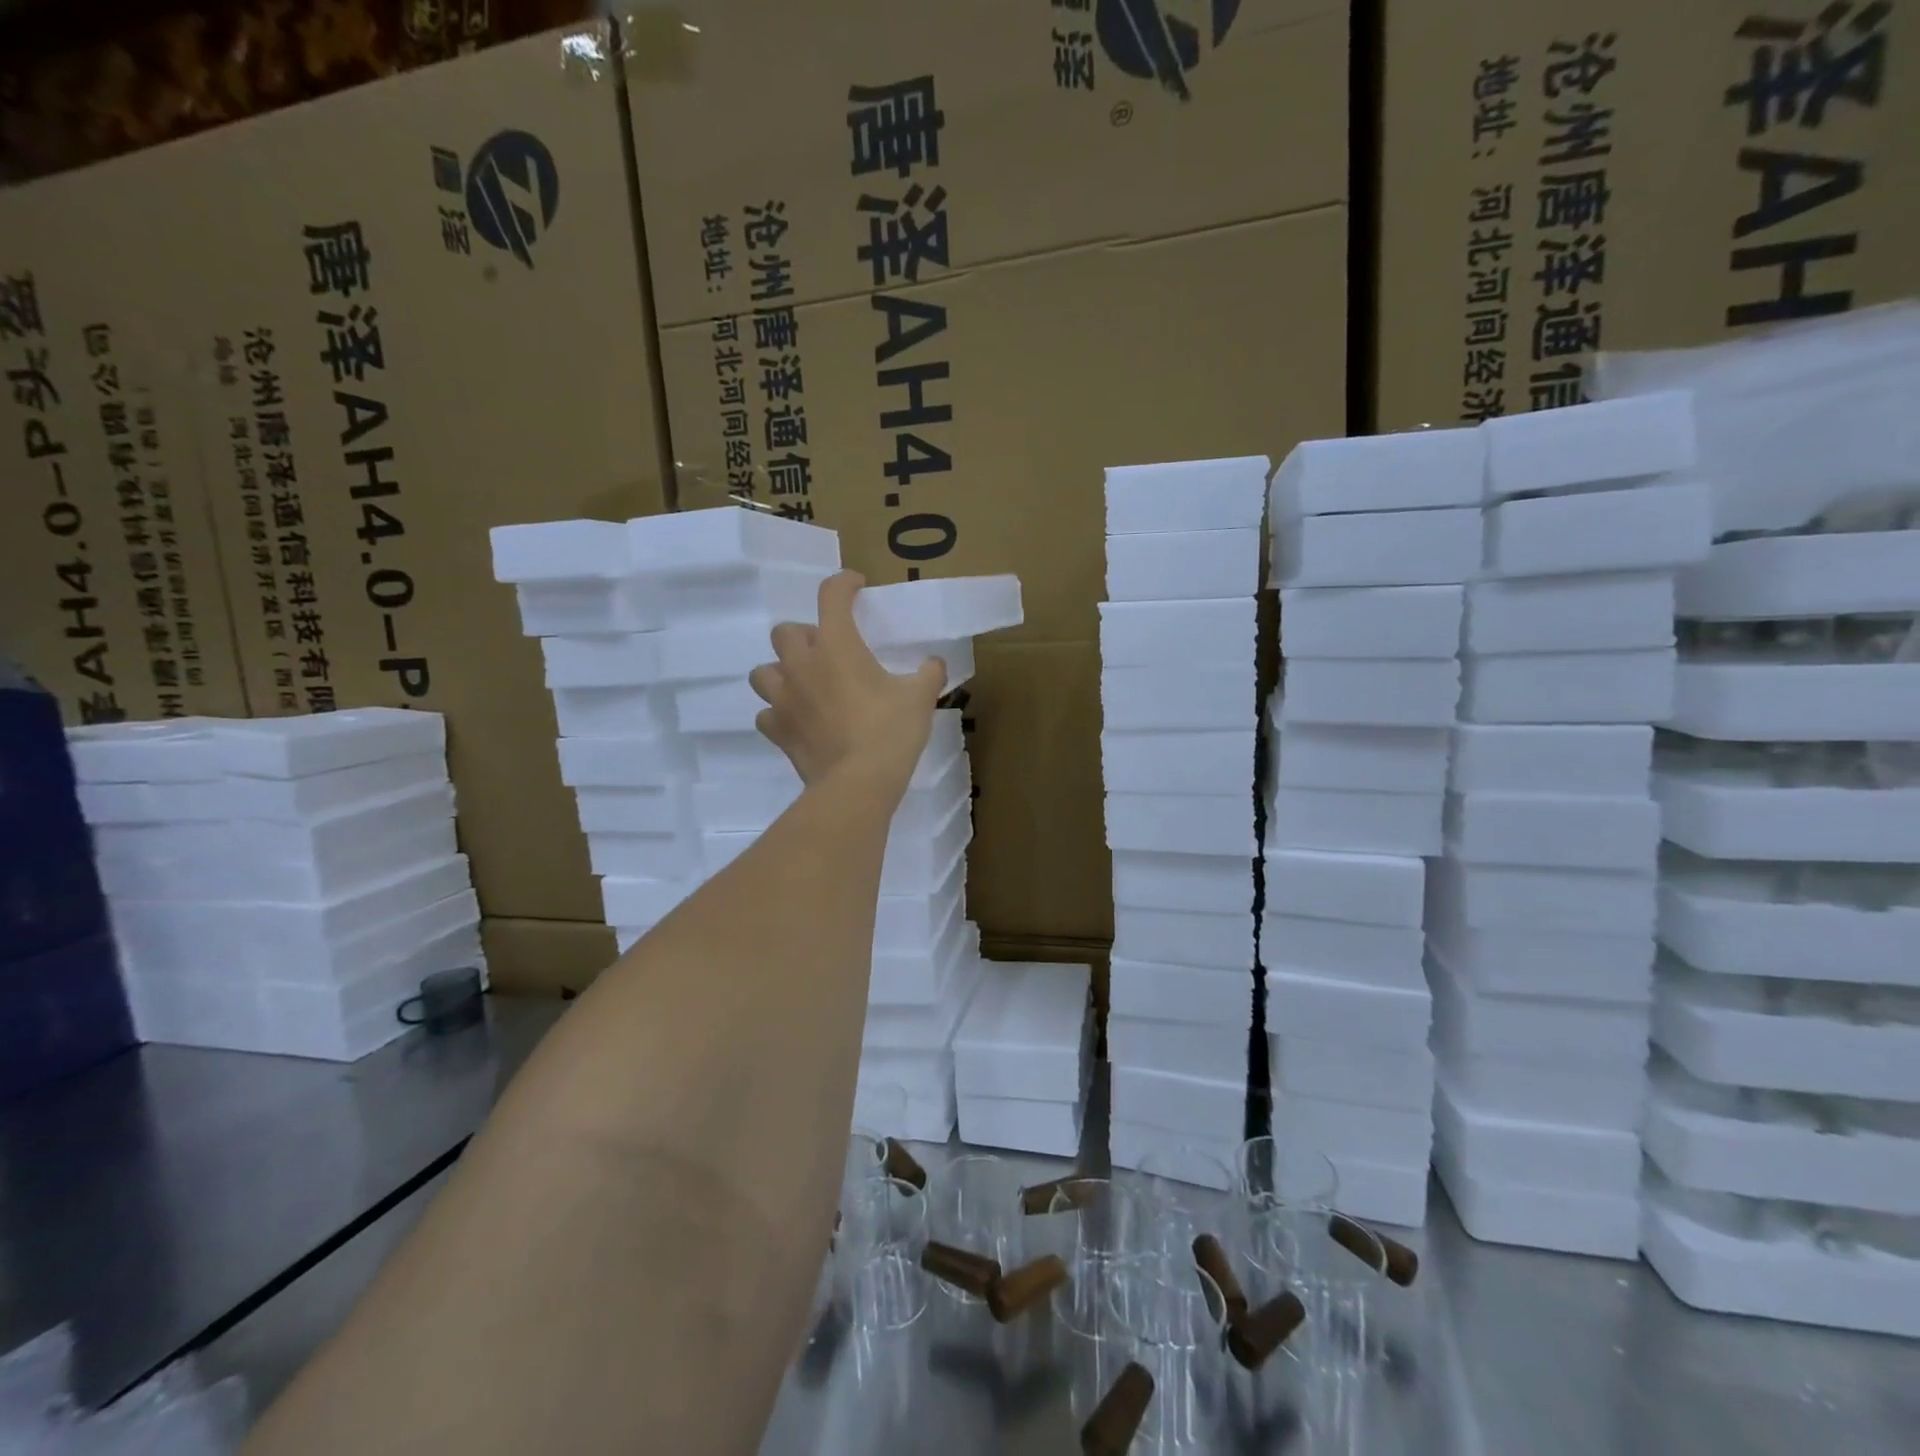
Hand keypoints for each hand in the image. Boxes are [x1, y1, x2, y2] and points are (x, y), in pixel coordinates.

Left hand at [748, 571, 944, 788]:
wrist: (858, 783)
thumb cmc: (890, 731)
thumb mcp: (920, 698)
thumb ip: (929, 673)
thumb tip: (935, 663)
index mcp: (836, 645)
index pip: (831, 595)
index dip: (844, 583)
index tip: (856, 586)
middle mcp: (802, 664)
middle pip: (785, 632)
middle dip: (804, 635)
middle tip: (827, 650)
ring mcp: (783, 698)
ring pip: (764, 671)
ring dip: (781, 672)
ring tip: (804, 684)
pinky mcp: (777, 730)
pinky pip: (767, 714)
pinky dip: (779, 713)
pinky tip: (797, 720)